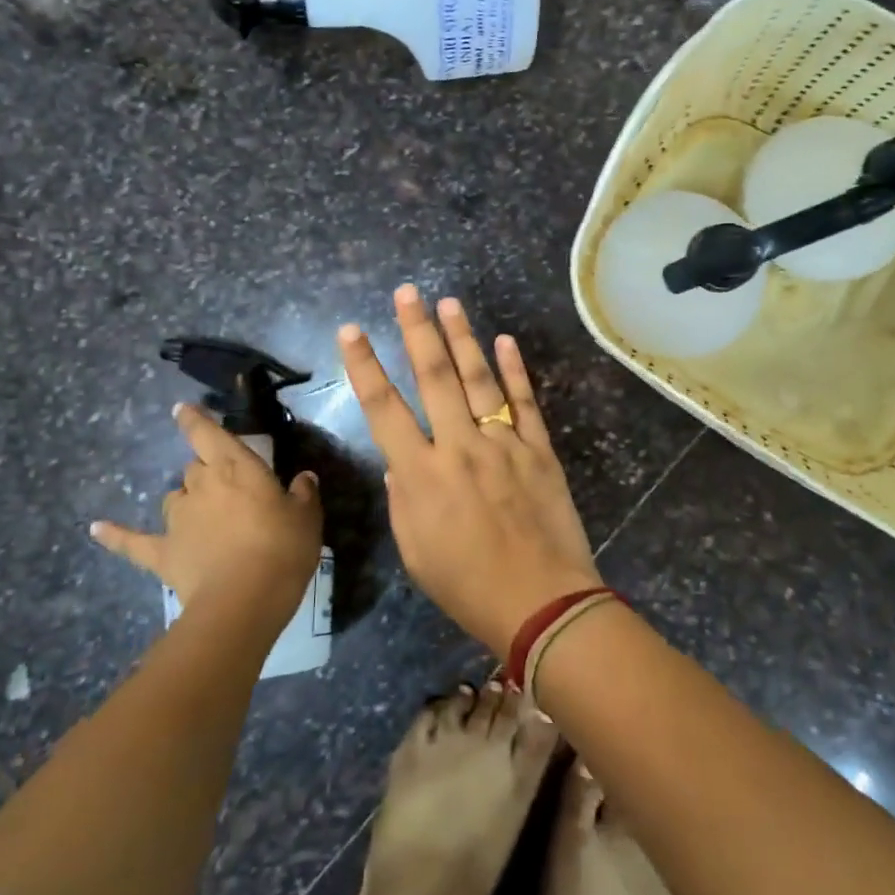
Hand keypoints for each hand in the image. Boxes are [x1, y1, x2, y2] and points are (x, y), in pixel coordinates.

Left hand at [91, 404, 321, 622]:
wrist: (245, 599)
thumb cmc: (283, 549)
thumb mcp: (307, 518)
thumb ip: (303, 494)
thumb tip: (303, 478)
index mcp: (236, 467)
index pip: (208, 434)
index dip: (195, 420)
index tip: (182, 409)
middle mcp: (201, 485)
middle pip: (195, 468)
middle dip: (207, 473)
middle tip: (229, 491)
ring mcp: (178, 519)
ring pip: (174, 498)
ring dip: (185, 501)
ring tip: (201, 516)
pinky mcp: (163, 552)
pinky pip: (132, 542)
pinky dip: (115, 535)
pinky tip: (96, 528)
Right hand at [338, 285, 602, 655]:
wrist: (541, 602)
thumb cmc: (467, 585)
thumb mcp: (415, 551)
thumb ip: (403, 498)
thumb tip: (399, 460)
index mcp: (421, 474)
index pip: (383, 409)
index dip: (365, 366)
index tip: (352, 331)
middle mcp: (459, 446)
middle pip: (434, 378)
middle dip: (416, 331)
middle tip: (407, 293)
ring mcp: (503, 443)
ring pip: (479, 380)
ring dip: (462, 338)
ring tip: (449, 303)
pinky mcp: (539, 449)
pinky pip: (524, 402)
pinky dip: (515, 370)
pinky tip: (504, 341)